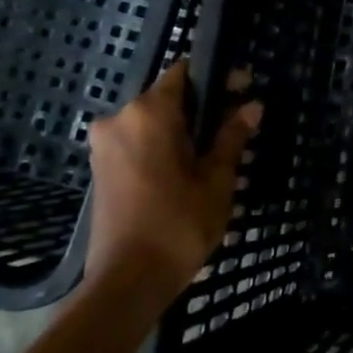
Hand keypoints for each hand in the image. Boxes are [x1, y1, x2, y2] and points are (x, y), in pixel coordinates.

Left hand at [85, 59, 260, 312]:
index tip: (243, 89)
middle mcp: (119, 119)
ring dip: (184, 128)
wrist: (128, 279)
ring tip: (217, 151)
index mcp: (149, 114)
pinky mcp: (100, 168)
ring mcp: (105, 145)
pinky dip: (164, 145)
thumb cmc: (179, 223)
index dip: (217, 77)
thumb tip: (251, 106)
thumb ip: (232, 136)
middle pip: (168, 97)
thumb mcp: (217, 178)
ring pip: (153, 121)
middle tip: (237, 124)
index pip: (185, 73)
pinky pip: (138, 141)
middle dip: (203, 106)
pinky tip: (188, 168)